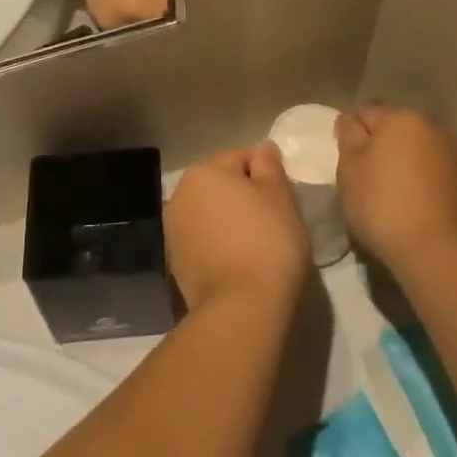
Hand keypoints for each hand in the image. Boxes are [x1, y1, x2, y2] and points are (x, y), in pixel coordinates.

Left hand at [164, 144, 310, 313]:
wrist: (241, 307)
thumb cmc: (267, 241)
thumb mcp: (280, 195)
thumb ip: (269, 166)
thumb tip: (262, 149)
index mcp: (204, 172)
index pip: (241, 157)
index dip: (266, 174)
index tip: (283, 199)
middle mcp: (180, 194)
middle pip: (221, 184)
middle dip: (244, 196)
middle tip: (273, 220)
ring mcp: (173, 229)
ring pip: (211, 212)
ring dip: (230, 220)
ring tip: (257, 244)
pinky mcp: (175, 261)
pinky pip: (204, 239)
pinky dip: (220, 243)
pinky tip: (239, 261)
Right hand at [335, 105, 456, 270]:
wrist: (436, 250)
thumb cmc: (382, 203)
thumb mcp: (350, 168)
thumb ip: (349, 136)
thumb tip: (350, 119)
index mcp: (402, 118)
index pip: (365, 113)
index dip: (349, 134)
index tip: (343, 160)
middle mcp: (431, 128)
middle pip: (393, 131)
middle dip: (376, 147)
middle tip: (360, 178)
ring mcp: (452, 156)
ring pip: (413, 152)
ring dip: (399, 165)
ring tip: (385, 195)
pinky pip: (430, 174)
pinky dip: (417, 183)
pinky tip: (408, 206)